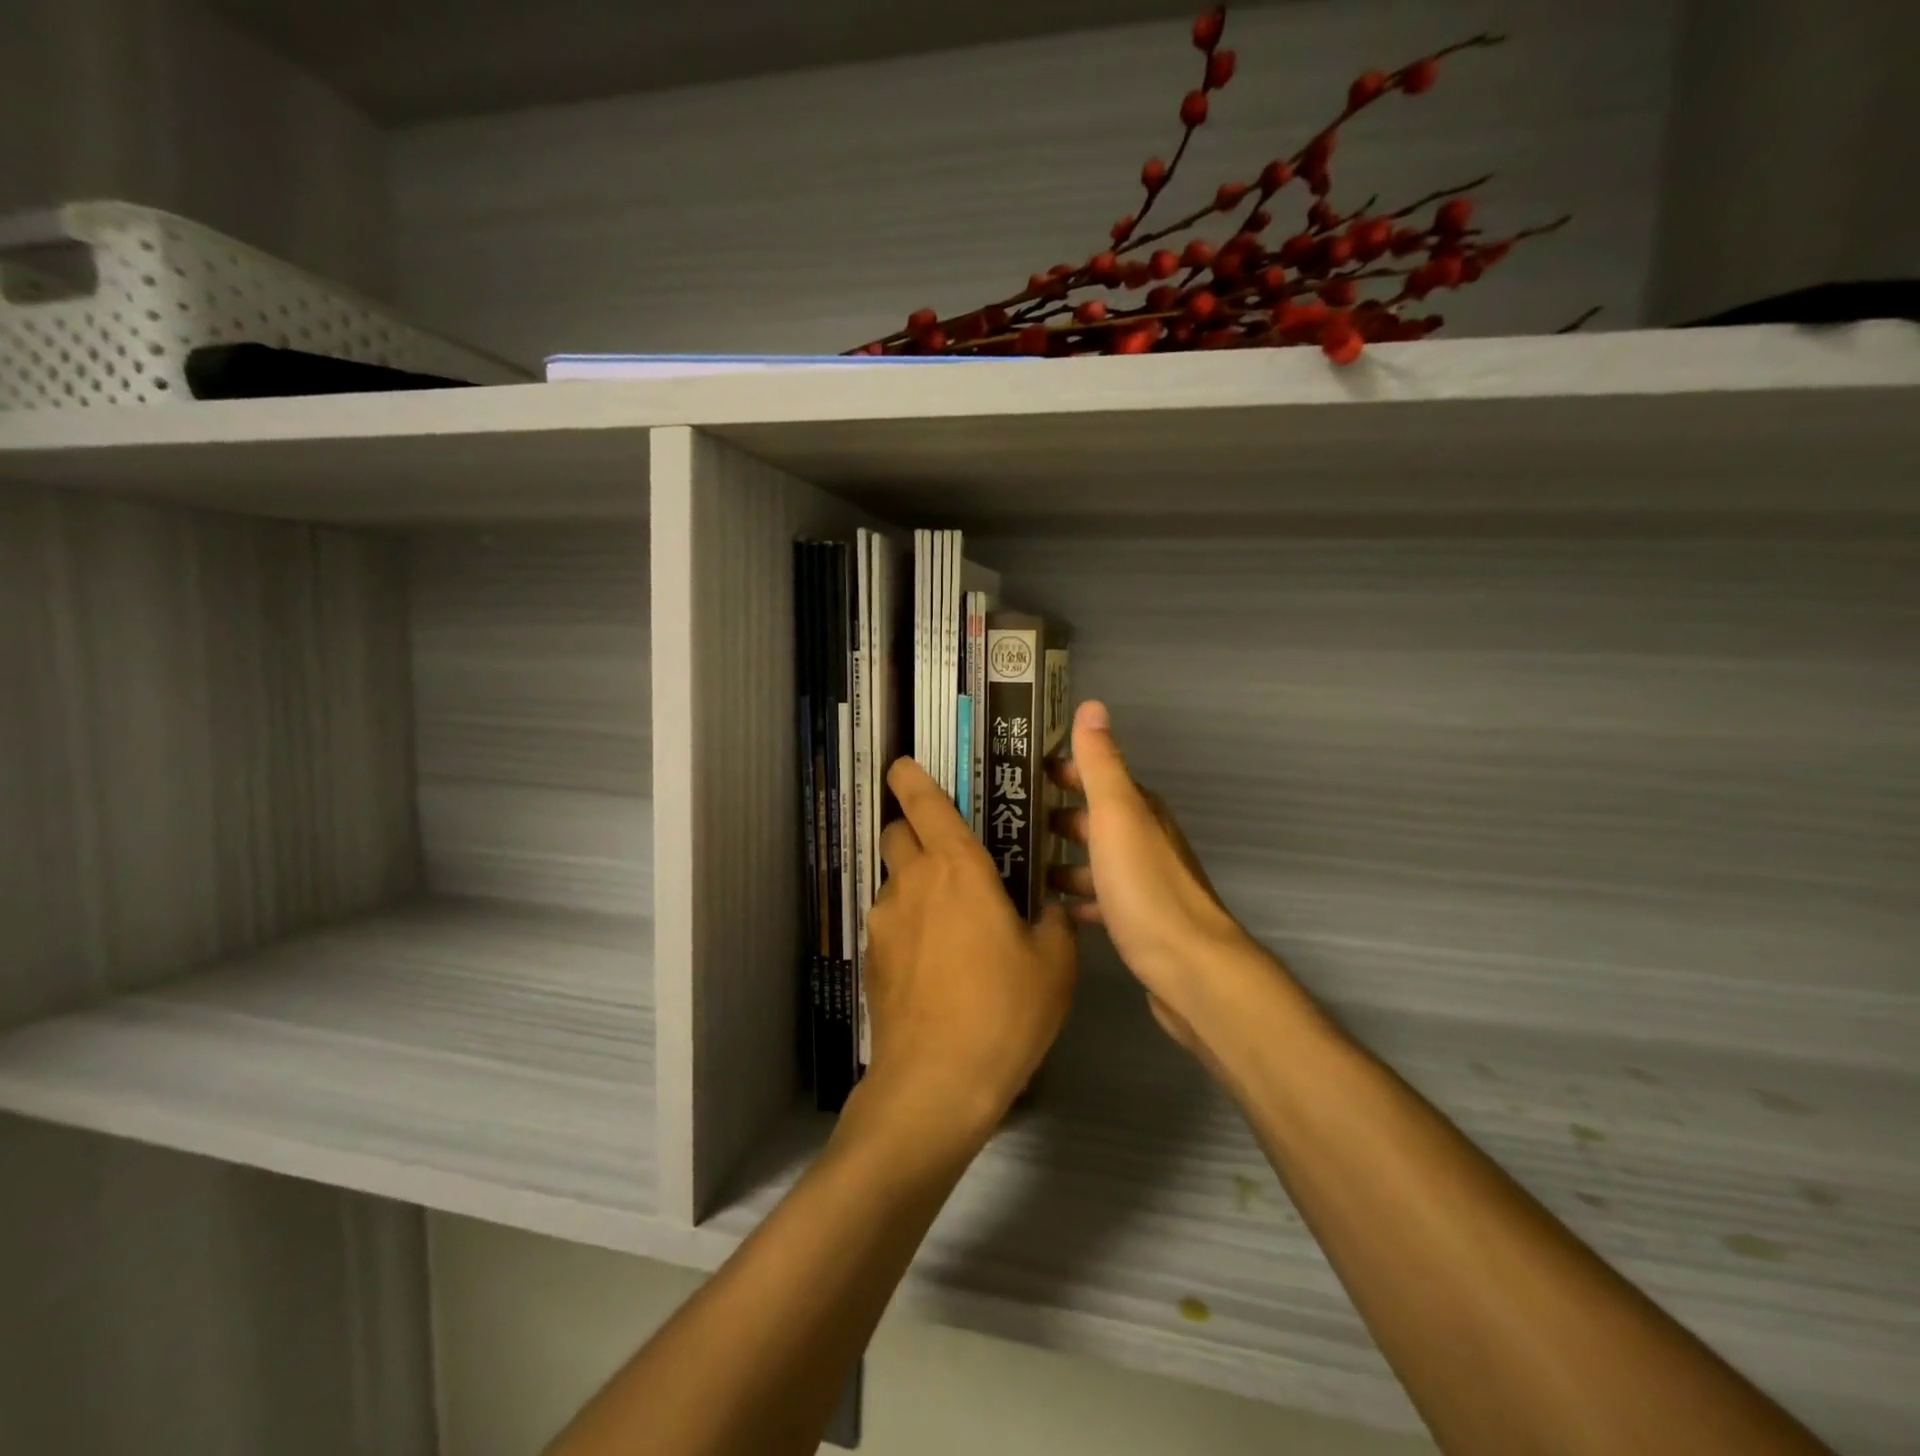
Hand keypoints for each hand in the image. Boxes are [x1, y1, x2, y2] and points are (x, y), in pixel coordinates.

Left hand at [860, 756, 1077, 1136]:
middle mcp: (912, 884)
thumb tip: (1049, 911)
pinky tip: (936, 963)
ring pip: (894, 881)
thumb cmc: (1004, 1011)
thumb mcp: (1054, 964)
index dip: (911, 777)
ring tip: (951, 919)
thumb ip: (1053, 923)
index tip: (903, 764)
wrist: (936, 1082)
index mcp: (957, 869)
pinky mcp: (871, 959)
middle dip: (914, 829)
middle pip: (898, 834)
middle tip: (949, 851)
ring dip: (916, 883)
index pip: (924, 804)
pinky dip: (910, 925)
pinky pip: (892, 923)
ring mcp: (885, 922)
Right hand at [1047, 701, 1256, 1050]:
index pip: (1095, 777)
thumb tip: (1092, 706)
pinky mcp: (1137, 921)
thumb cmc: (1145, 887)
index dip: (1060, 772)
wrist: (1189, 968)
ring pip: (1094, 861)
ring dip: (1061, 860)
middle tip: (1004, 822)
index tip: (1017, 773)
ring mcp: (1141, 883)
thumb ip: (1101, 764)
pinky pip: (1098, 900)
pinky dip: (1075, 898)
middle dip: (1053, 817)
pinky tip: (1050, 909)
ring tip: (1016, 866)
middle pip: (1092, 820)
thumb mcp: (1117, 816)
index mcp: (1138, 811)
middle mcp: (1143, 841)